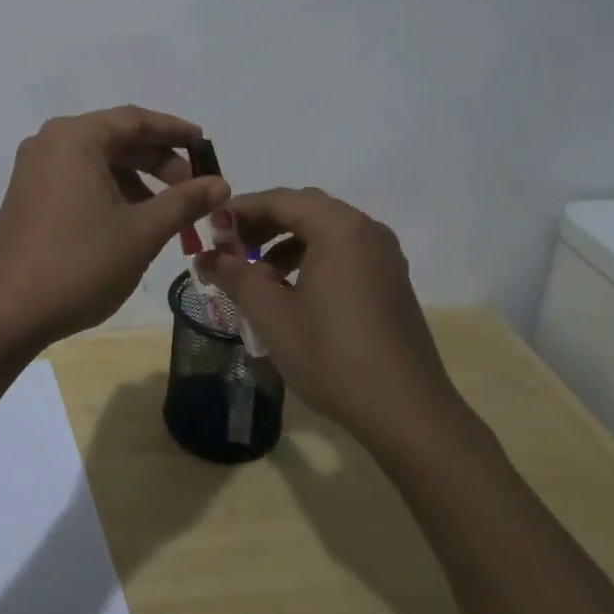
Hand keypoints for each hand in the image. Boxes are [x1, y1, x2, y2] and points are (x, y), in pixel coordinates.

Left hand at [0, 107, 229, 353]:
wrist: (6, 314)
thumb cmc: (79, 264)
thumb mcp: (141, 231)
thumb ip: (184, 201)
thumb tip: (221, 184)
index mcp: (74, 137)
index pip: (135, 120)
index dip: (176, 131)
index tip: (206, 147)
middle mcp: (50, 143)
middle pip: (116, 139)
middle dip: (159, 161)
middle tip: (194, 187)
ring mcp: (35, 170)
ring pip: (99, 162)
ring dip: (138, 181)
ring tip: (169, 212)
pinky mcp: (29, 196)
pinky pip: (80, 180)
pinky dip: (111, 192)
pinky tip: (133, 222)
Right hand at [197, 187, 461, 446]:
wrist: (408, 413)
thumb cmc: (333, 355)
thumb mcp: (272, 314)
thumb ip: (235, 276)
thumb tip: (205, 257)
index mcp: (339, 228)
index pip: (280, 200)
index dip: (240, 211)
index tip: (210, 231)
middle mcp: (366, 230)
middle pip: (304, 209)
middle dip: (262, 225)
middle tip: (229, 249)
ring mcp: (384, 256)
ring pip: (324, 231)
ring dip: (285, 243)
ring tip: (257, 277)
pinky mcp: (390, 281)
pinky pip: (343, 252)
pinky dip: (311, 259)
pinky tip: (292, 294)